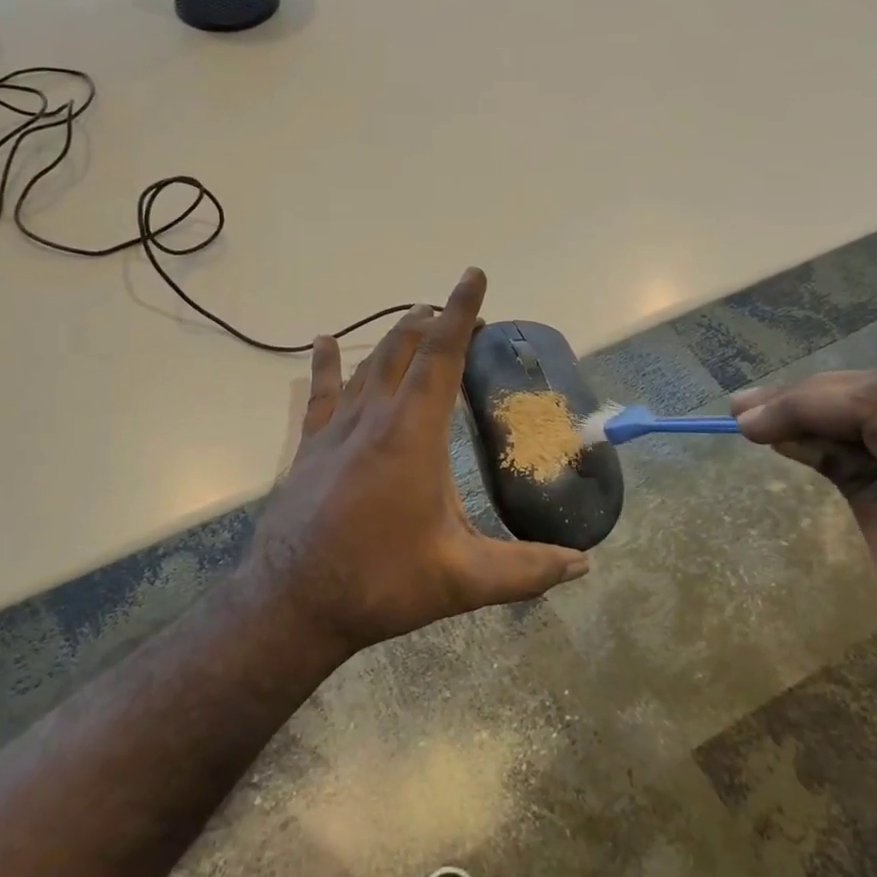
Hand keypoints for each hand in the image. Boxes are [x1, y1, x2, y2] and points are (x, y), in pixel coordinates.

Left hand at [248, 268, 589, 657]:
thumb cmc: (381, 582)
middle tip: (461, 316)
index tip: (473, 275)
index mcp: (412, 434)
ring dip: (395, 337)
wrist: (293, 601)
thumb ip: (526, 569)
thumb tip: (582, 564)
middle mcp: (373, 417)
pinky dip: (326, 364)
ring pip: (368, 364)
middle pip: (403, 348)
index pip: (441, 355)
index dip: (459, 312)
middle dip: (434, 321)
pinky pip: (321, 393)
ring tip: (417, 320)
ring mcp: (336, 429)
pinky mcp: (311, 447)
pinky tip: (322, 341)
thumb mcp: (462, 579)